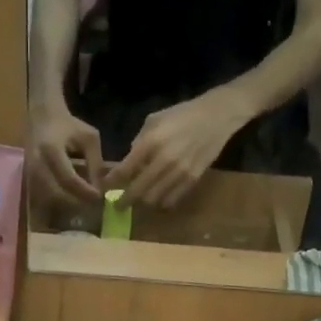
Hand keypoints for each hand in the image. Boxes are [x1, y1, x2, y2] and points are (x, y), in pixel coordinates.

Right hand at [28, 108, 104, 205]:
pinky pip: (44, 195)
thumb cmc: (68, 125)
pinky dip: (59, 199)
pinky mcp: (29, 177)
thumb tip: (100, 189)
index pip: (69, 179)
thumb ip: (95, 163)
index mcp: (51, 150)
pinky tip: (72, 197)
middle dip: (76, 201)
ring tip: (84, 202)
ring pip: (49, 197)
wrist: (42, 115)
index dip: (84, 191)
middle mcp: (37, 163)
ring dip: (68, 203)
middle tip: (92, 203)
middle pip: (57, 193)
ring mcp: (30, 172)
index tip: (99, 196)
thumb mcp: (89, 138)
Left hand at [105, 90, 246, 208]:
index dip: (111, 182)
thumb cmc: (181, 115)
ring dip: (144, 202)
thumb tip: (129, 162)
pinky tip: (158, 198)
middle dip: (124, 201)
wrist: (216, 117)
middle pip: (138, 191)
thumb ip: (139, 142)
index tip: (104, 188)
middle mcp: (163, 161)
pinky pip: (172, 200)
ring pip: (154, 200)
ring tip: (139, 200)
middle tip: (118, 205)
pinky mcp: (193, 180)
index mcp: (151, 143)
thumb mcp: (154, 120)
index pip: (124, 170)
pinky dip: (162, 202)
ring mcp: (179, 173)